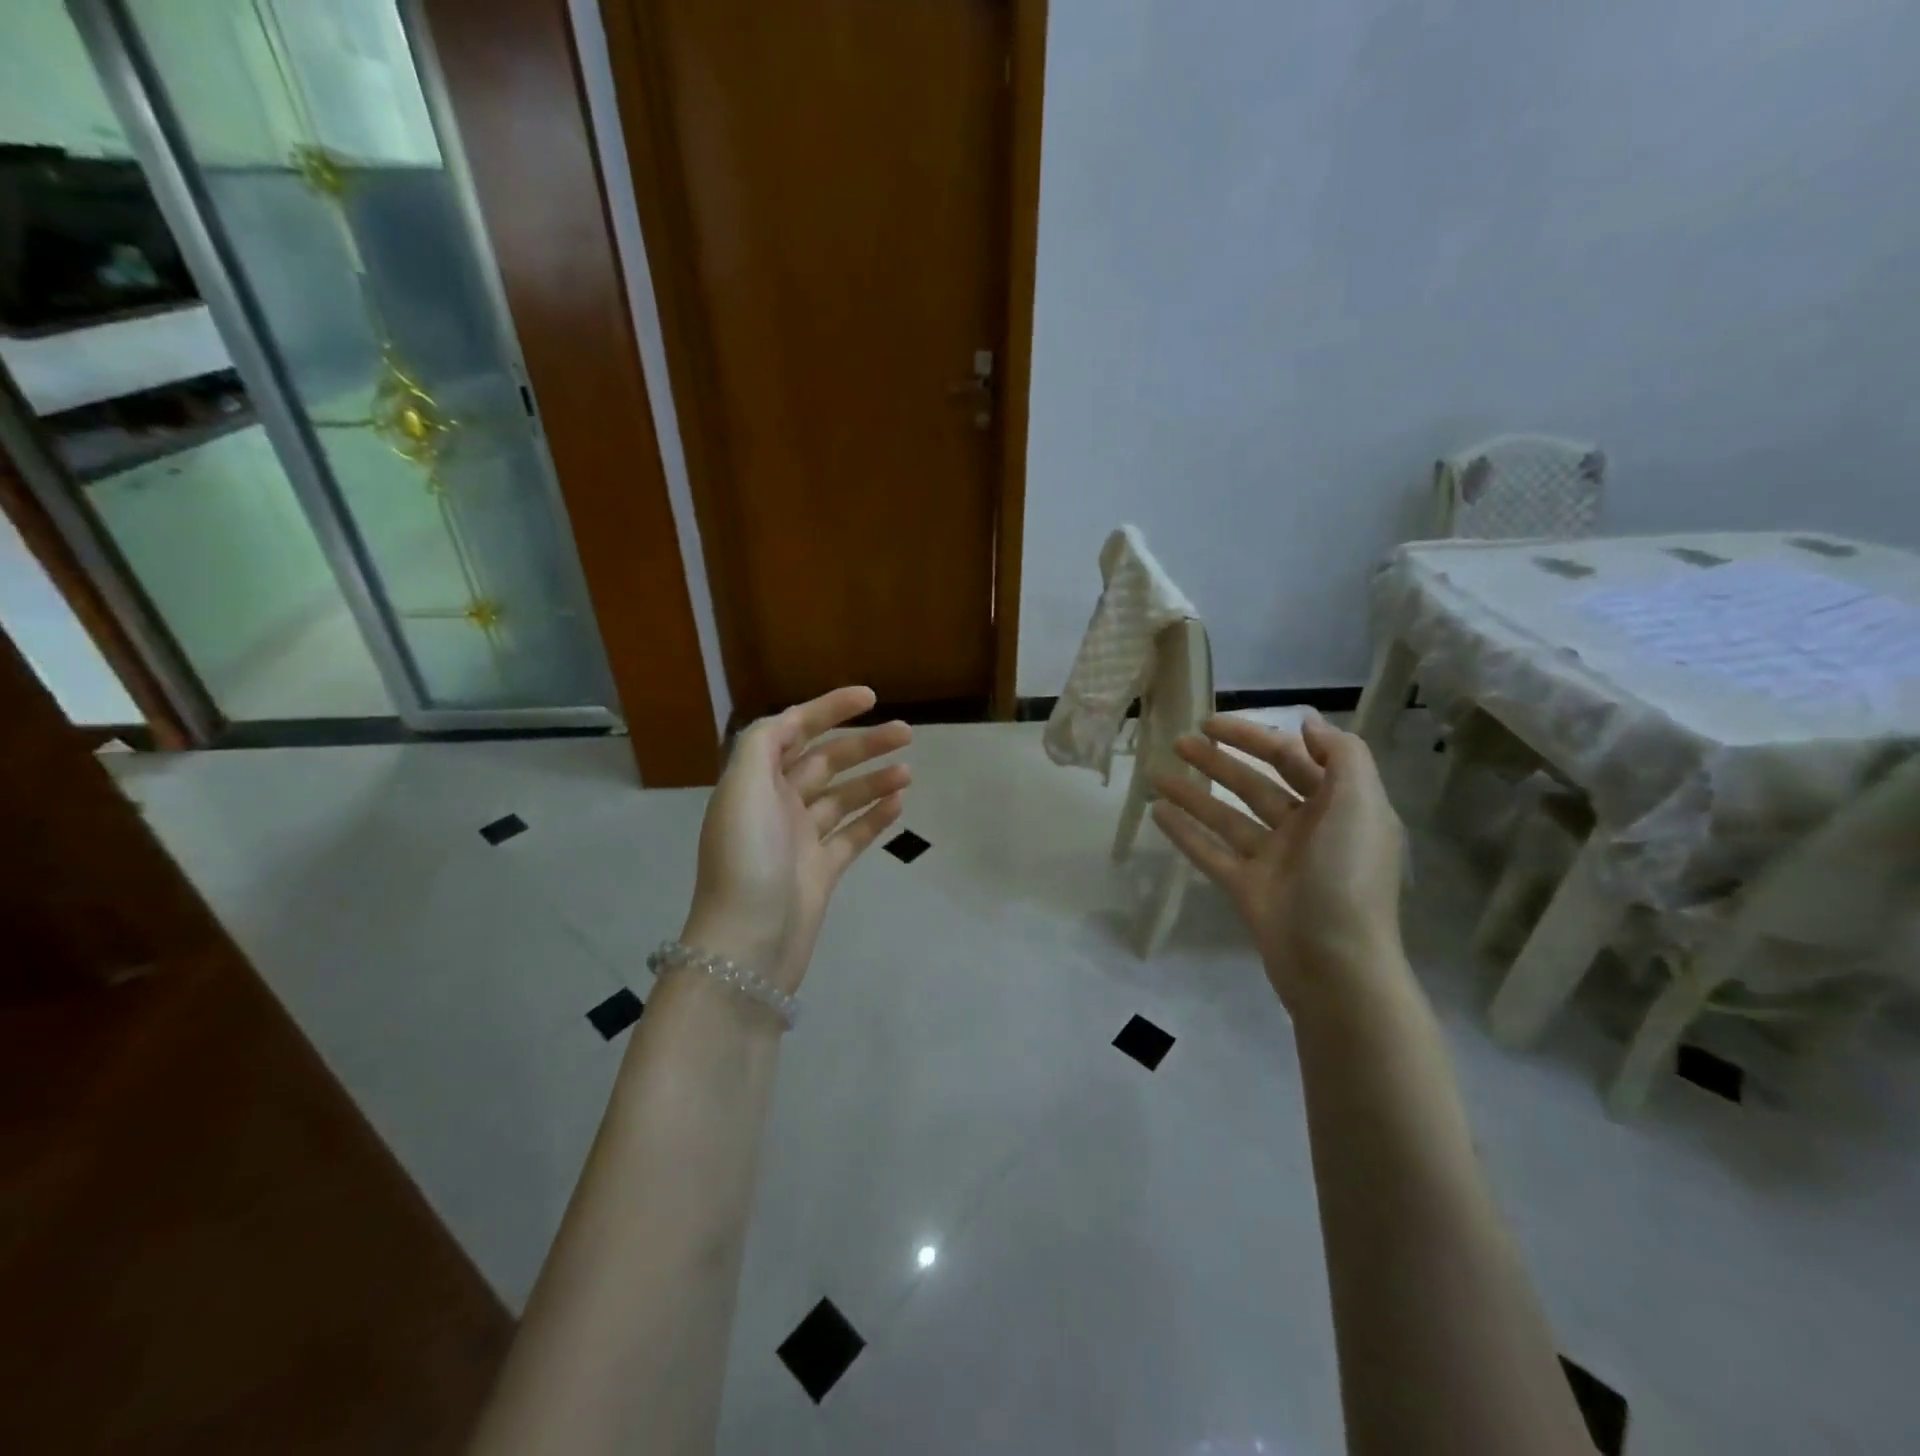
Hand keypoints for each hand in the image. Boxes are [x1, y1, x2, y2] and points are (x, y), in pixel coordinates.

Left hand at [681, 686, 911, 993]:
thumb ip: (764, 743)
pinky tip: (899, 805)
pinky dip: (874, 817)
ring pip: (843, 797)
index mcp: (756, 782)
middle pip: (825, 762)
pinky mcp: (821, 870)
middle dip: (864, 745)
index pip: (793, 730)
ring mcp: (801, 839)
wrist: (749, 942)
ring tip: (908, 772)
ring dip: (874, 780)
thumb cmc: (747, 857)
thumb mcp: (743, 788)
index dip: (829, 709)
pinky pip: (852, 834)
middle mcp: (777, 804)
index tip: (870, 697)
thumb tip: (791, 720)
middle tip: (907, 733)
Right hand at [1151, 712, 1404, 1013]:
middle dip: (1220, 761)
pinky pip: (1211, 852)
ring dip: (1193, 793)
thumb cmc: (1348, 875)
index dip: (1256, 737)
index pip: (1293, 758)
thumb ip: (1342, 756)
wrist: (1336, 964)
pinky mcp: (1247, 888)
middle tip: (1179, 742)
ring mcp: (1274, 860)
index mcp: (1338, 807)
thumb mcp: (1361, 804)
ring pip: (1227, 816)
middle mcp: (1307, 829)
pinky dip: (1185, 832)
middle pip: (1256, 784)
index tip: (1214, 724)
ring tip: (1156, 773)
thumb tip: (1310, 723)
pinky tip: (1157, 812)